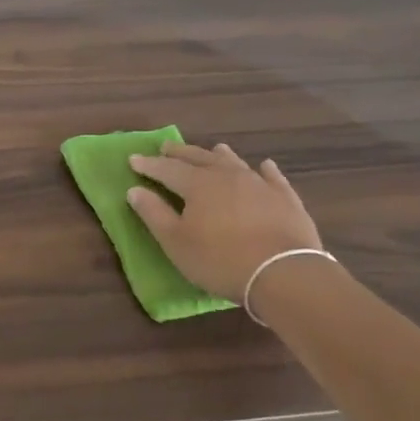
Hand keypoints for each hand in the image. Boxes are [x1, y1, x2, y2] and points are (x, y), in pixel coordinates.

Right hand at [126, 141, 323, 300]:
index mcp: (197, 184)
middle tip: (166, 147)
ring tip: (213, 148)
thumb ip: (154, 213)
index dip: (148, 164)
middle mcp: (227, 175)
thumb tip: (134, 190)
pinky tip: (264, 165)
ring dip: (219, 155)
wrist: (284, 273)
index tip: (133, 159)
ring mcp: (259, 184)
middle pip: (199, 158)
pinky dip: (265, 169)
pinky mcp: (286, 198)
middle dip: (180, 153)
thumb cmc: (221, 260)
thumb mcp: (176, 242)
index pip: (166, 169)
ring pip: (234, 162)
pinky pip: (273, 177)